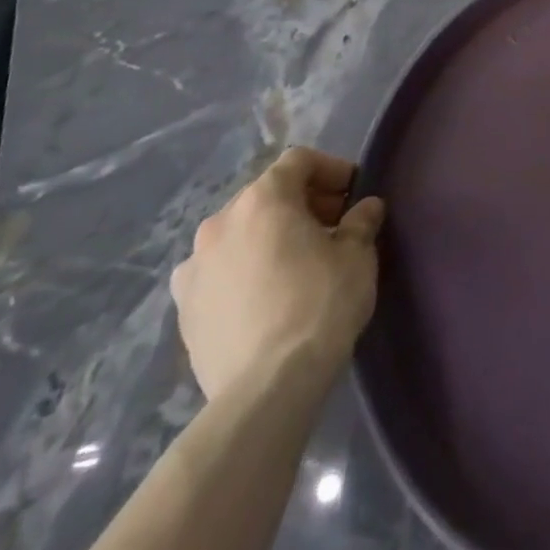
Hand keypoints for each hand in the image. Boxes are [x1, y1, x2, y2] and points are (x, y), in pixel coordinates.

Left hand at [170, 146, 385, 402]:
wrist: (266, 389)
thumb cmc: (320, 304)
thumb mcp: (358, 254)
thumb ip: (361, 221)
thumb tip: (366, 208)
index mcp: (263, 199)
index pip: (298, 161)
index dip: (331, 169)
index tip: (353, 194)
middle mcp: (220, 223)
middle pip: (266, 195)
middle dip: (301, 203)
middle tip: (332, 227)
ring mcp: (194, 268)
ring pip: (239, 234)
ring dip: (268, 237)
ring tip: (297, 264)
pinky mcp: (183, 311)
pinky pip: (219, 273)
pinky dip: (243, 271)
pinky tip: (266, 297)